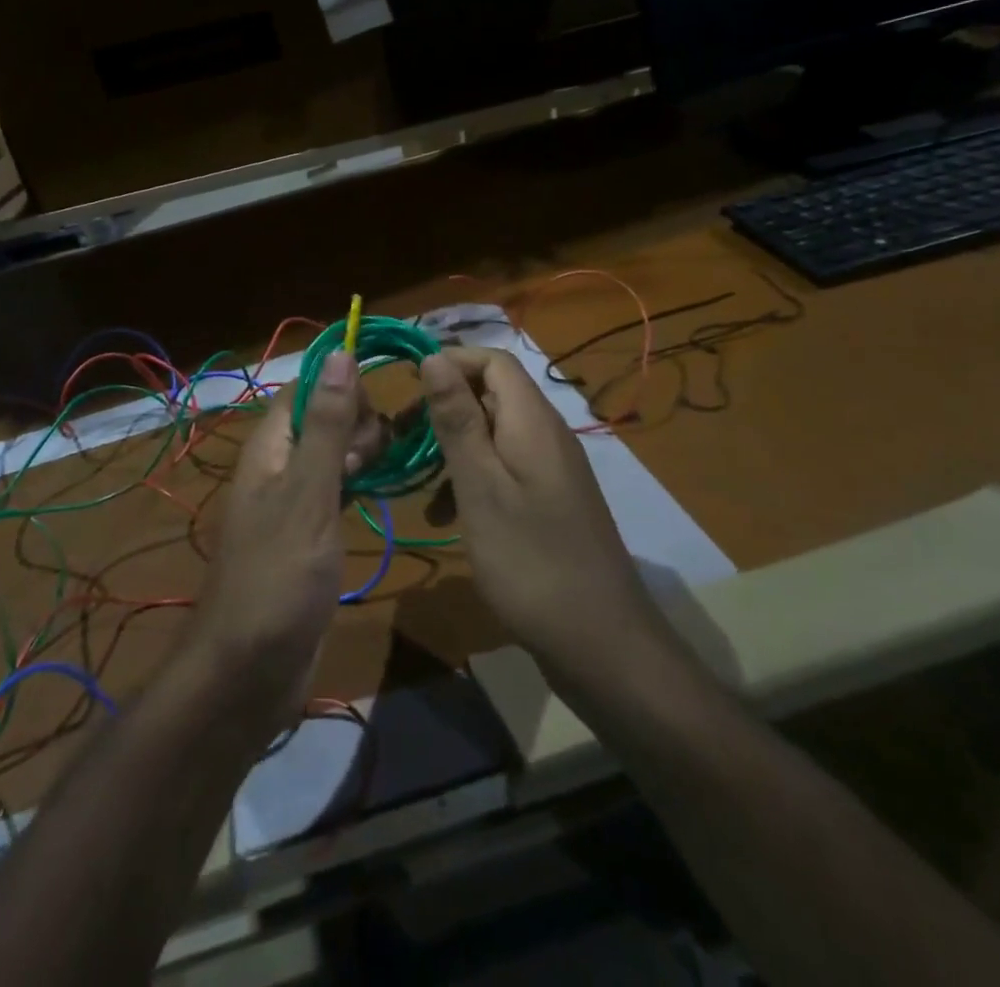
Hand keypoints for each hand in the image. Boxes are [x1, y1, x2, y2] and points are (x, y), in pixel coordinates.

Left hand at [185, 352, 383, 732]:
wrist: (250, 671)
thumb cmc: (279, 576)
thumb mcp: (308, 494)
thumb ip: (326, 425)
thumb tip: (339, 353)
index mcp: (270, 447)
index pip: (306, 388)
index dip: (342, 387)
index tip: (377, 411)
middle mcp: (279, 466)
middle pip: (323, 417)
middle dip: (357, 423)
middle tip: (371, 461)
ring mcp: (294, 501)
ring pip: (334, 453)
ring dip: (363, 453)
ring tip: (383, 476)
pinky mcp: (309, 534)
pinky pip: (338, 489)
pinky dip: (360, 483)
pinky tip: (380, 494)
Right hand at [420, 347, 671, 684]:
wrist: (600, 643)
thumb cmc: (529, 559)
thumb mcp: (480, 486)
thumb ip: (457, 420)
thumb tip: (434, 356)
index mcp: (532, 421)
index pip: (493, 360)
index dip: (450, 361)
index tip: (405, 386)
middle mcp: (546, 434)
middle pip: (491, 394)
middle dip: (443, 407)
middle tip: (399, 436)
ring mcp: (550, 470)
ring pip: (492, 434)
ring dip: (451, 447)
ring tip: (415, 479)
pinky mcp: (549, 501)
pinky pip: (503, 469)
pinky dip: (471, 479)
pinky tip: (445, 515)